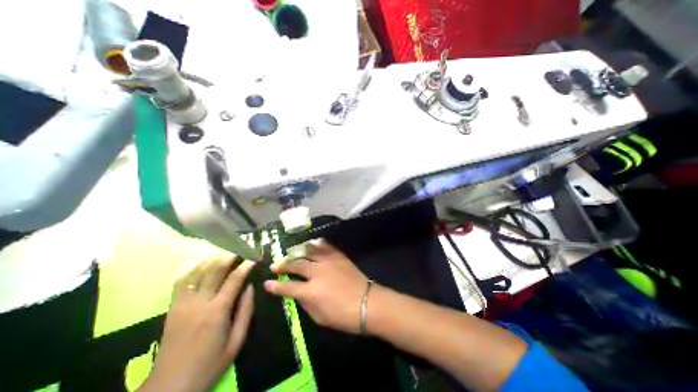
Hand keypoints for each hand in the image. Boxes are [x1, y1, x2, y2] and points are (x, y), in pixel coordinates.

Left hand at [140, 254, 255, 391]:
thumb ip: (246, 311)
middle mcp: (199, 303)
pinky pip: (182, 281)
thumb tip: (250, 287)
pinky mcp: (172, 307)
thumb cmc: (210, 364)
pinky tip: (203, 264)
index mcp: (217, 311)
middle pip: (215, 270)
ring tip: (225, 251)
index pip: (234, 279)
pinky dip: (194, 269)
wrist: (170, 387)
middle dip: (230, 256)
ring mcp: (182, 304)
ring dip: (213, 258)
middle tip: (241, 248)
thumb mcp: (237, 341)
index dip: (246, 265)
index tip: (255, 256)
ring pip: (197, 272)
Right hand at [263, 241, 370, 332]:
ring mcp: (329, 261)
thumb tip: (297, 293)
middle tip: (275, 265)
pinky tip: (311, 243)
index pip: (288, 286)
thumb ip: (306, 303)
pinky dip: (316, 244)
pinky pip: (325, 246)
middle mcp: (318, 272)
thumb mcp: (320, 317)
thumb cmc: (344, 316)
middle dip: (283, 264)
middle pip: (296, 264)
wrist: (368, 302)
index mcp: (311, 291)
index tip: (267, 282)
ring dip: (297, 251)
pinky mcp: (339, 256)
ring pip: (309, 251)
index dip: (275, 285)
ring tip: (290, 252)